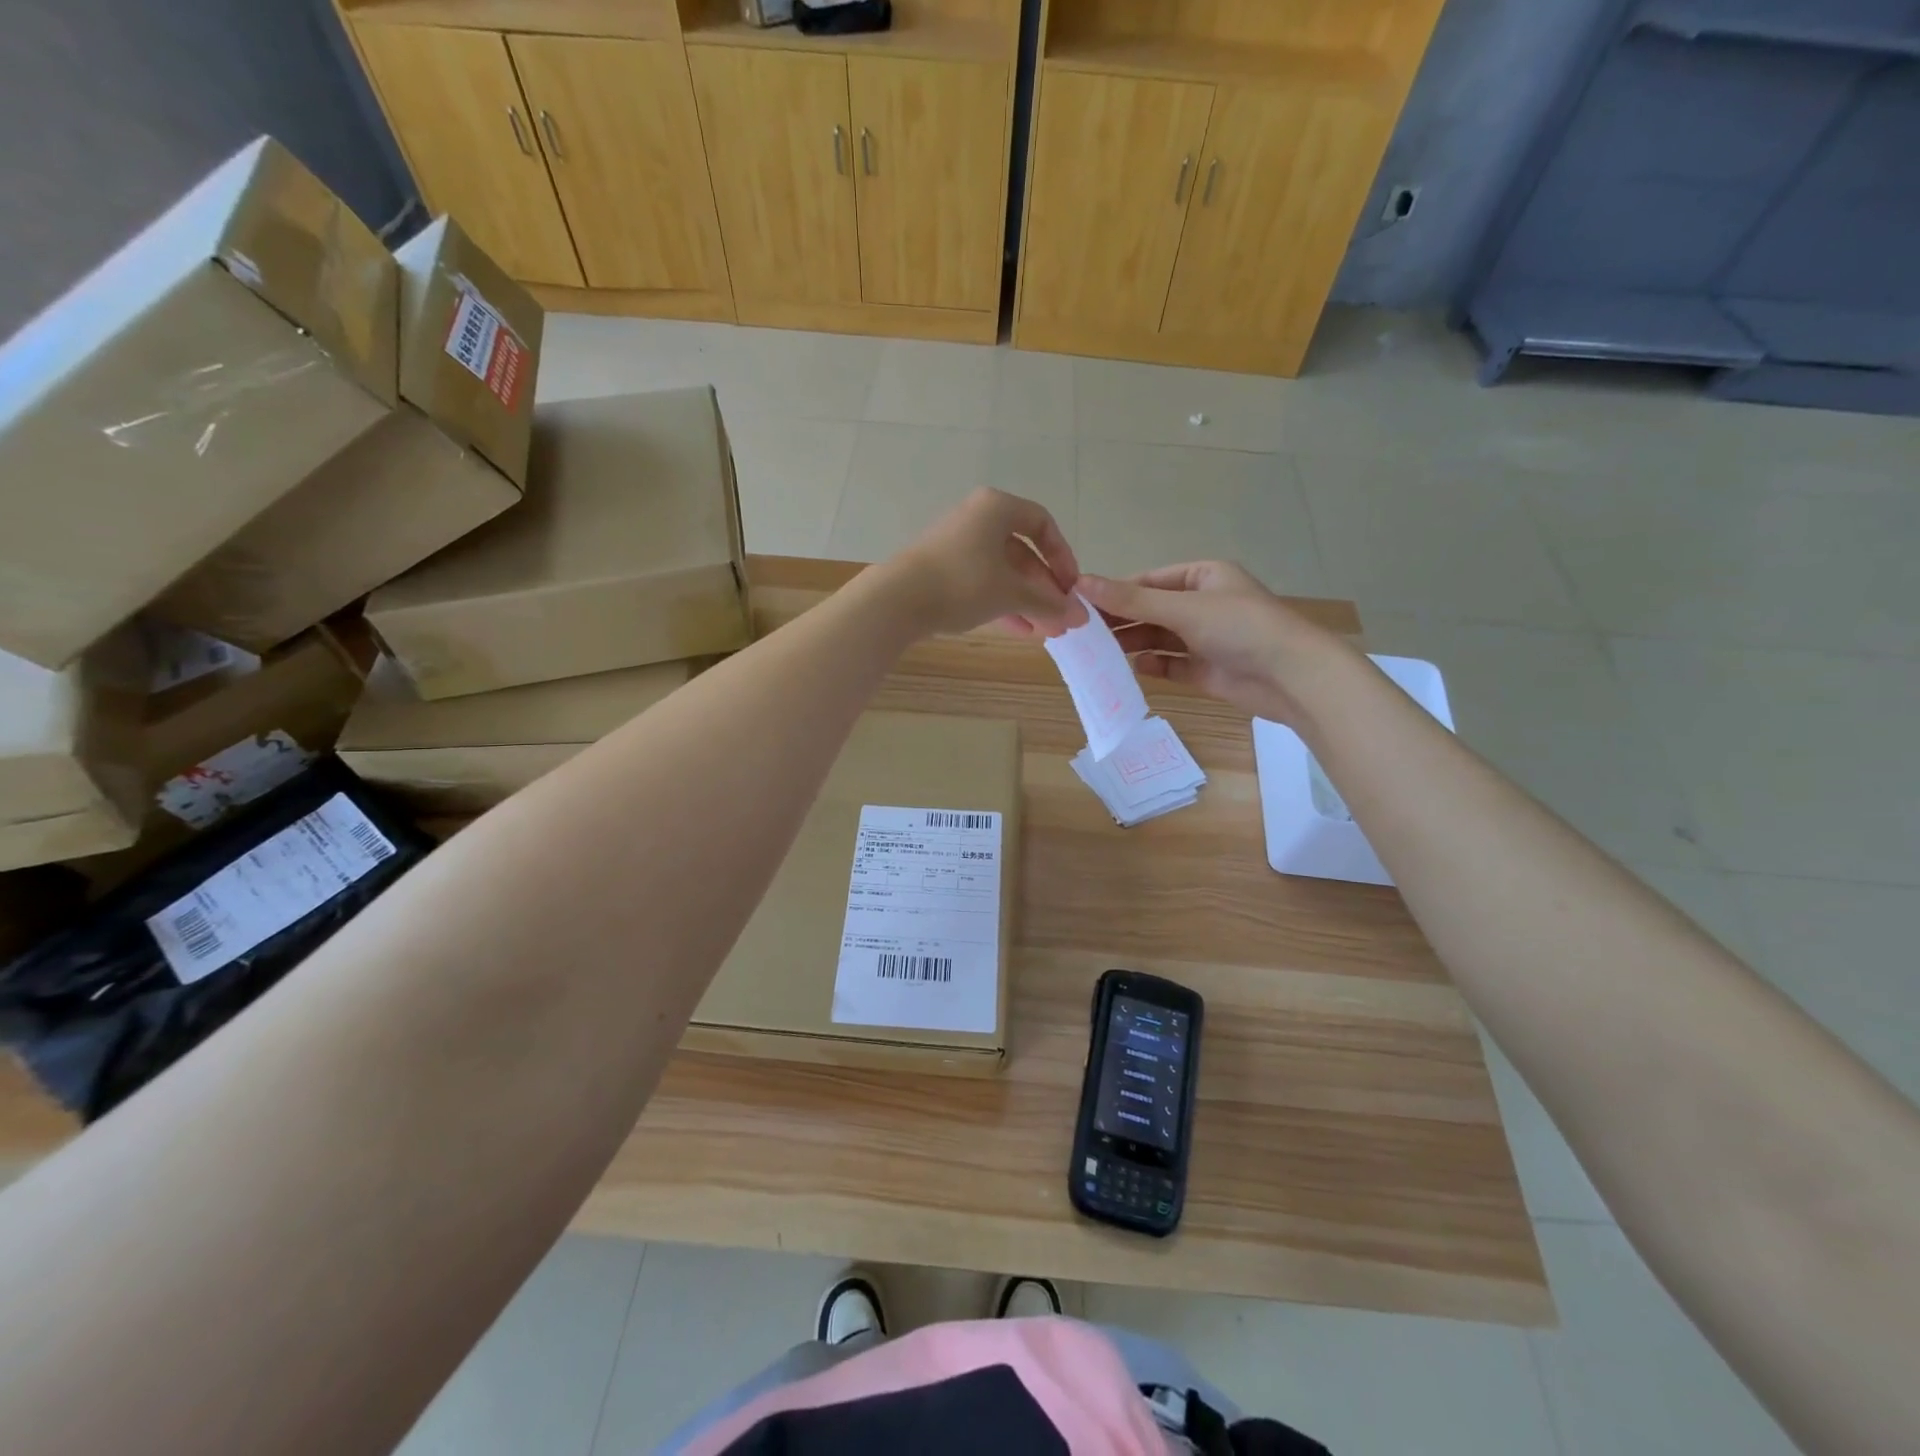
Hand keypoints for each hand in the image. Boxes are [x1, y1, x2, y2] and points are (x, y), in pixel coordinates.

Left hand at [885, 489, 1086, 638]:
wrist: (897, 600)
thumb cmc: (963, 583)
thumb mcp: (1011, 593)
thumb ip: (1048, 603)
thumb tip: (1079, 616)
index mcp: (996, 508)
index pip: (1042, 524)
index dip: (1063, 557)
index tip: (1071, 587)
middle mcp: (977, 519)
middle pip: (1022, 553)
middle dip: (1045, 590)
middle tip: (1062, 619)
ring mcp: (957, 545)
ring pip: (1003, 572)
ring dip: (1027, 602)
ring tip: (1046, 632)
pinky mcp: (943, 570)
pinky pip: (982, 583)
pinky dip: (1003, 604)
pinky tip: (1021, 631)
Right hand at [1078, 562, 1344, 726]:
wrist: (1292, 678)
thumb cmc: (1241, 628)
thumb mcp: (1183, 608)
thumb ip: (1131, 600)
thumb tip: (1081, 583)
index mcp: (1202, 577)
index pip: (1147, 582)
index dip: (1115, 592)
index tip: (1079, 604)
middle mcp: (1202, 605)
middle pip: (1150, 611)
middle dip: (1120, 620)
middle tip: (1081, 633)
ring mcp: (1204, 639)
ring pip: (1158, 639)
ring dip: (1132, 644)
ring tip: (1097, 652)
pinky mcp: (1206, 670)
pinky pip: (1170, 665)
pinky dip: (1152, 666)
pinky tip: (1131, 669)